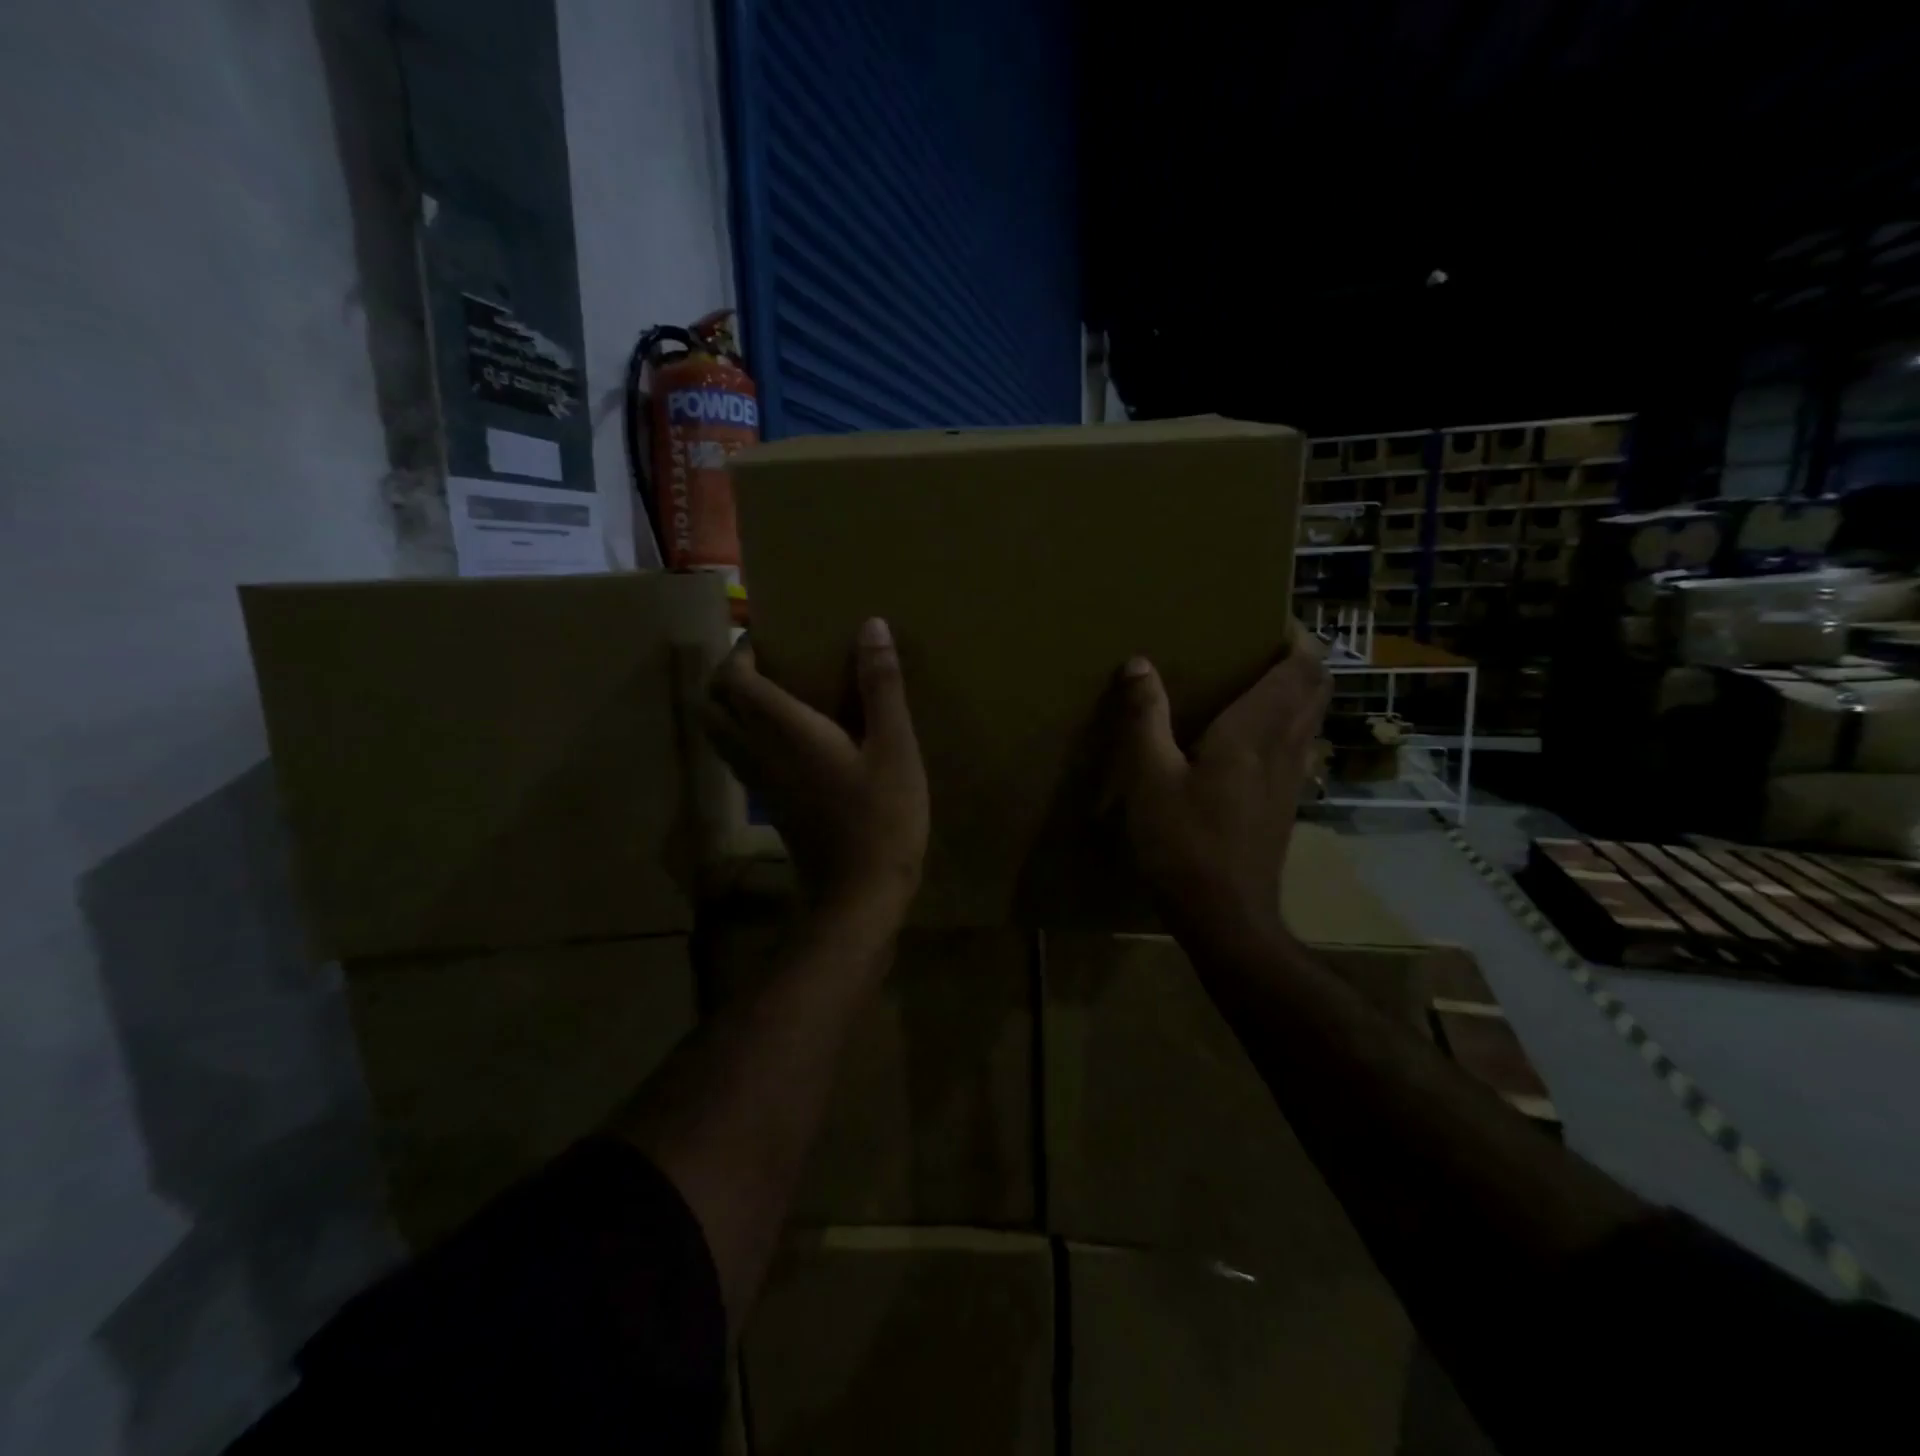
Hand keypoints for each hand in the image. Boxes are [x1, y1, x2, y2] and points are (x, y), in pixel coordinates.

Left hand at [706, 618, 928, 926]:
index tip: (771, 634)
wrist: (859, 896)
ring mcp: (759, 783)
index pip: (734, 678)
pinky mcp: (770, 805)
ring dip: (730, 704)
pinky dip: (745, 733)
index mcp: (784, 731)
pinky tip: (787, 735)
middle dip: (727, 674)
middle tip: (766, 660)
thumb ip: (881, 686)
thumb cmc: (881, 819)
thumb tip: (871, 626)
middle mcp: (758, 753)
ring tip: (773, 690)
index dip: (742, 650)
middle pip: (711, 705)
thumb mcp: (895, 748)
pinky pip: (738, 756)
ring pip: (718, 734)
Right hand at [1109, 625, 1329, 941]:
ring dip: (1297, 691)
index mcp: (1256, 731)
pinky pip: (1299, 746)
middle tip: (1259, 644)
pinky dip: (1287, 724)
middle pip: (1316, 688)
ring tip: (1254, 681)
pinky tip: (1249, 739)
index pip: (1302, 668)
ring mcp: (1292, 779)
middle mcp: (1286, 747)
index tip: (1270, 618)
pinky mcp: (1286, 804)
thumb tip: (1139, 663)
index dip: (1297, 636)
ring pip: (1311, 718)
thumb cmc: (1185, 844)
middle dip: (1300, 658)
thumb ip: (1145, 717)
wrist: (1227, 918)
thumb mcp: (1149, 777)